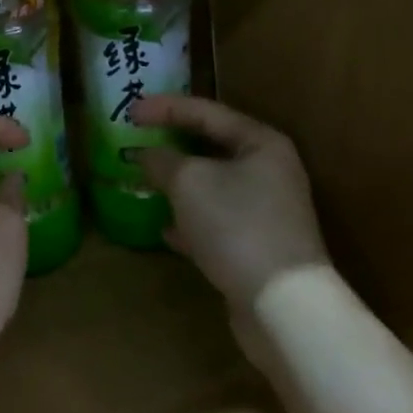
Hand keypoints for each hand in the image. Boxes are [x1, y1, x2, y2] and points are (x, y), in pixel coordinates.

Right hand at [130, 95, 328, 310]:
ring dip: (179, 183)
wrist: (282, 305)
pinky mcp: (259, 246)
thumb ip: (162, 160)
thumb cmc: (236, 225)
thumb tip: (147, 155)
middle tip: (139, 139)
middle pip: (212, 147)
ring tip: (146, 180)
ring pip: (213, 186)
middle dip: (173, 144)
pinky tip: (165, 229)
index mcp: (260, 143)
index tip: (130, 109)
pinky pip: (217, 221)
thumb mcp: (188, 182)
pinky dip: (191, 221)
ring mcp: (267, 211)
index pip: (206, 111)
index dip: (165, 107)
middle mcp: (270, 171)